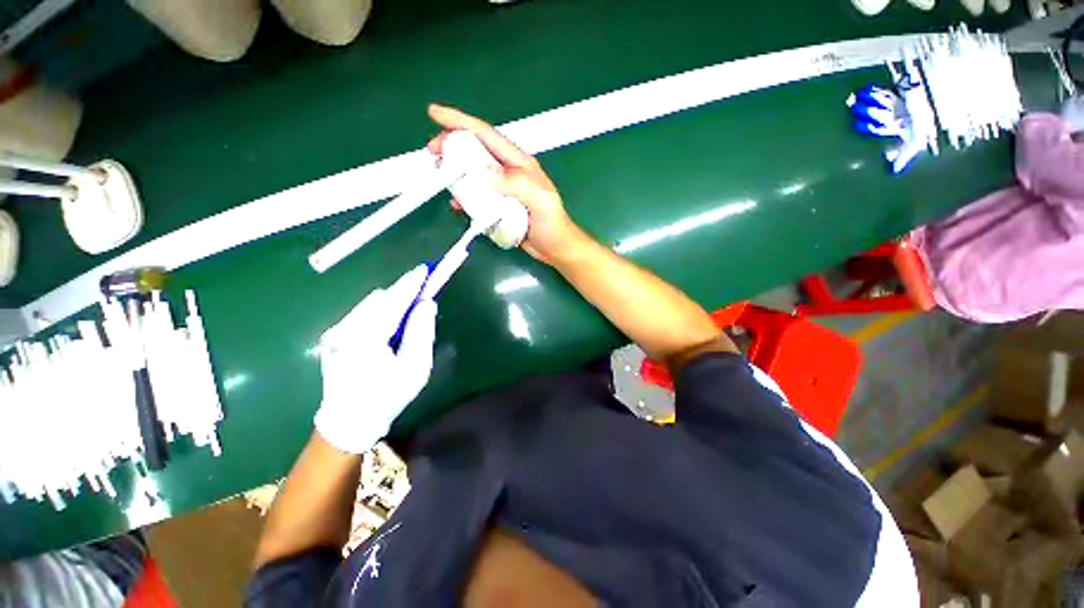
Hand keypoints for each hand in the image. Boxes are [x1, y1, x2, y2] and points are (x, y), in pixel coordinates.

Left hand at [314, 265, 436, 454]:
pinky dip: (379, 315)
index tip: (426, 269)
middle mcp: (346, 328)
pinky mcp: (333, 338)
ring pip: (370, 307)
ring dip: (391, 305)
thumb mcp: (415, 367)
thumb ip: (421, 331)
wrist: (348, 422)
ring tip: (406, 318)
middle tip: (422, 297)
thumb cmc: (387, 396)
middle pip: (381, 300)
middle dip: (403, 295)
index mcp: (367, 336)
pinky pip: (361, 316)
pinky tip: (387, 331)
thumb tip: (426, 303)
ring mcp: (336, 333)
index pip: (394, 300)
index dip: (411, 283)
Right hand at [426, 104, 587, 266]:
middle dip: (453, 146)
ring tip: (441, 176)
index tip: (436, 114)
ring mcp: (502, 189)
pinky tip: (458, 203)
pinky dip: (465, 197)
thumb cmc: (552, 223)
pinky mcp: (498, 206)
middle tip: (433, 151)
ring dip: (456, 172)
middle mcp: (508, 172)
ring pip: (473, 173)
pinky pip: (477, 196)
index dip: (461, 122)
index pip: (488, 136)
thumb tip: (484, 173)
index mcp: (520, 163)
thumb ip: (516, 183)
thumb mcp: (539, 199)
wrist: (554, 247)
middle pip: (476, 151)